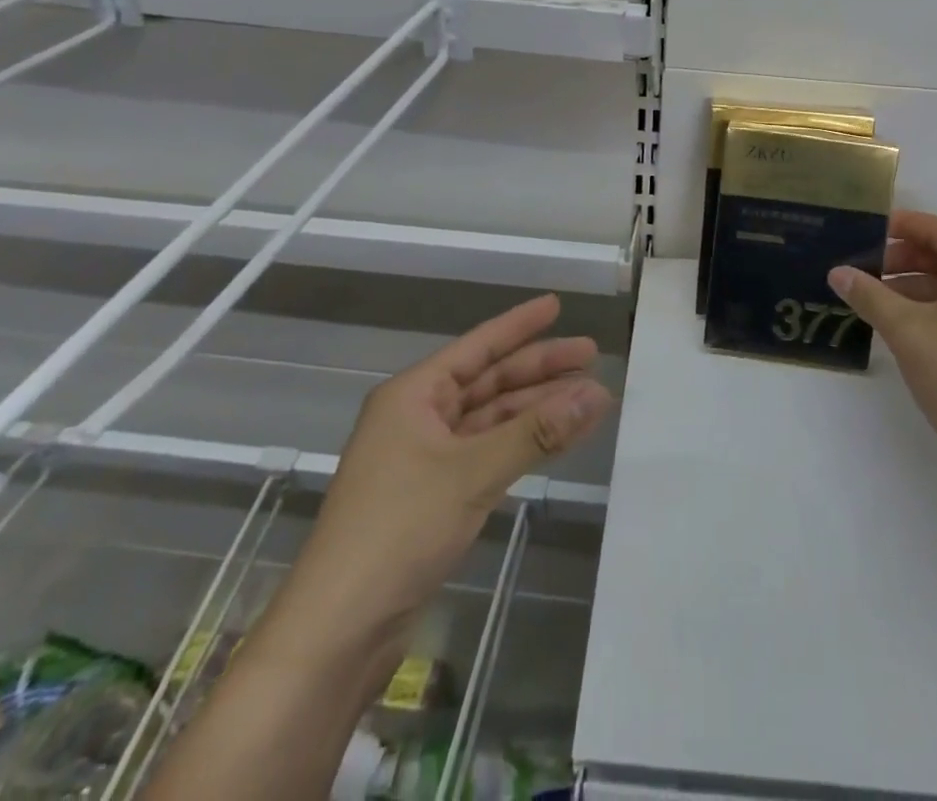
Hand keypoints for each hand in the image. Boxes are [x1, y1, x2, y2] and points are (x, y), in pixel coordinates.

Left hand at [271, 294, 613, 650]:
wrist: (339, 630)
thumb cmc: (398, 530)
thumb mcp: (472, 473)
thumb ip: (537, 432)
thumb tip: (597, 393)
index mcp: (413, 395)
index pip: (477, 346)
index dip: (519, 325)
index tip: (557, 305)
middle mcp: (418, 417)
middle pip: (489, 381)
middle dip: (539, 369)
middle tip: (590, 356)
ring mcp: (426, 458)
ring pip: (492, 419)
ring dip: (537, 409)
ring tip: (589, 398)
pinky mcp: (435, 496)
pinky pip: (488, 453)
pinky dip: (523, 444)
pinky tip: (558, 439)